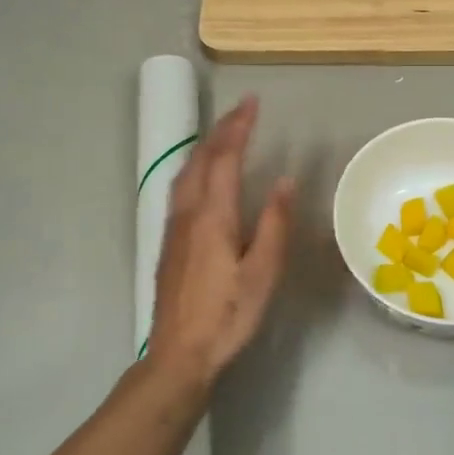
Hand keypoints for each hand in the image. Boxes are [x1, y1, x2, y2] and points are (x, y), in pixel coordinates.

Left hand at [146, 96, 294, 390]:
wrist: (179, 353)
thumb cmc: (227, 315)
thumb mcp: (262, 273)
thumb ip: (274, 224)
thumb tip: (285, 181)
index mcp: (212, 217)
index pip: (224, 158)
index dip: (239, 127)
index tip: (252, 102)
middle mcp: (187, 213)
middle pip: (200, 158)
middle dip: (221, 129)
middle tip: (243, 110)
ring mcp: (173, 226)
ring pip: (185, 171)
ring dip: (205, 145)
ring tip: (225, 133)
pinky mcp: (168, 241)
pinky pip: (180, 187)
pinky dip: (195, 166)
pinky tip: (202, 174)